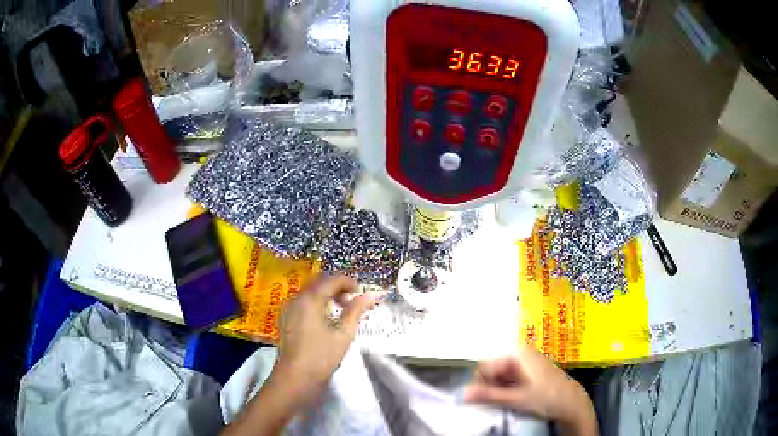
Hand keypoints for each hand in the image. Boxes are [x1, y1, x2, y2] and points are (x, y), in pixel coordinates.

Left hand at [273, 275, 377, 398]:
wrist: (295, 378)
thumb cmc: (321, 357)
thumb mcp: (343, 334)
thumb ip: (356, 311)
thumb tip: (371, 295)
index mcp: (310, 299)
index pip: (332, 280)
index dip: (348, 282)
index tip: (361, 292)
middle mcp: (296, 298)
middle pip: (318, 282)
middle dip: (337, 287)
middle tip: (352, 300)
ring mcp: (287, 308)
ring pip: (309, 291)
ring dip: (326, 294)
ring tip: (340, 310)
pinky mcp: (284, 318)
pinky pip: (302, 301)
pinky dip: (315, 302)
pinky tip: (324, 318)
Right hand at [464, 347, 597, 435]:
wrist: (572, 402)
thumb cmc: (547, 397)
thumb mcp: (517, 398)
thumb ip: (489, 396)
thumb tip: (463, 394)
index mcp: (518, 353)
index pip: (485, 365)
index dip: (479, 383)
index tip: (478, 400)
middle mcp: (521, 353)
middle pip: (493, 369)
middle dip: (488, 386)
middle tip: (491, 403)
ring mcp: (526, 362)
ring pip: (500, 375)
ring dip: (496, 389)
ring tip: (500, 403)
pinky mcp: (529, 371)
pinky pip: (509, 378)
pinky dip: (505, 389)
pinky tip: (508, 400)